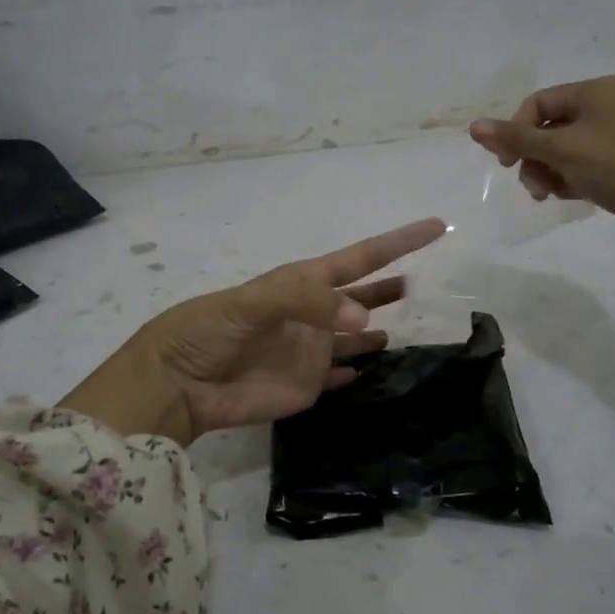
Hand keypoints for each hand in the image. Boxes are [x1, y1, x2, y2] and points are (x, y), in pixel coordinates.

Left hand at [59, 218, 447, 443]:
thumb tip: (367, 322)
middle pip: (363, 297)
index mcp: (302, 283)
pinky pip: (345, 375)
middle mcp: (314, 314)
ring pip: (359, 337)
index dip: (397, 243)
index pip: (359, 258)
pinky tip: (382, 367)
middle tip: (430, 283)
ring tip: (420, 325)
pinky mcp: (309, 386)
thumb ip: (307, 304)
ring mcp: (313, 351)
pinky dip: (362, 371)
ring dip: (385, 329)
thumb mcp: (253, 303)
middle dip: (393, 287)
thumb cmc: (208, 331)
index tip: (436, 227)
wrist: (178, 385)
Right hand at [469, 76, 614, 259]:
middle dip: (533, 158)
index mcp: (596, 92)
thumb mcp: (561, 150)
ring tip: (550, 196)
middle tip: (533, 187)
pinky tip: (570, 198)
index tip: (507, 164)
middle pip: (549, 129)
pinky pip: (582, 168)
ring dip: (548, 174)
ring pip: (563, 152)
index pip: (538, 104)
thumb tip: (474, 127)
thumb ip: (516, 140)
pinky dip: (569, 181)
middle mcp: (607, 108)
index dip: (516, 132)